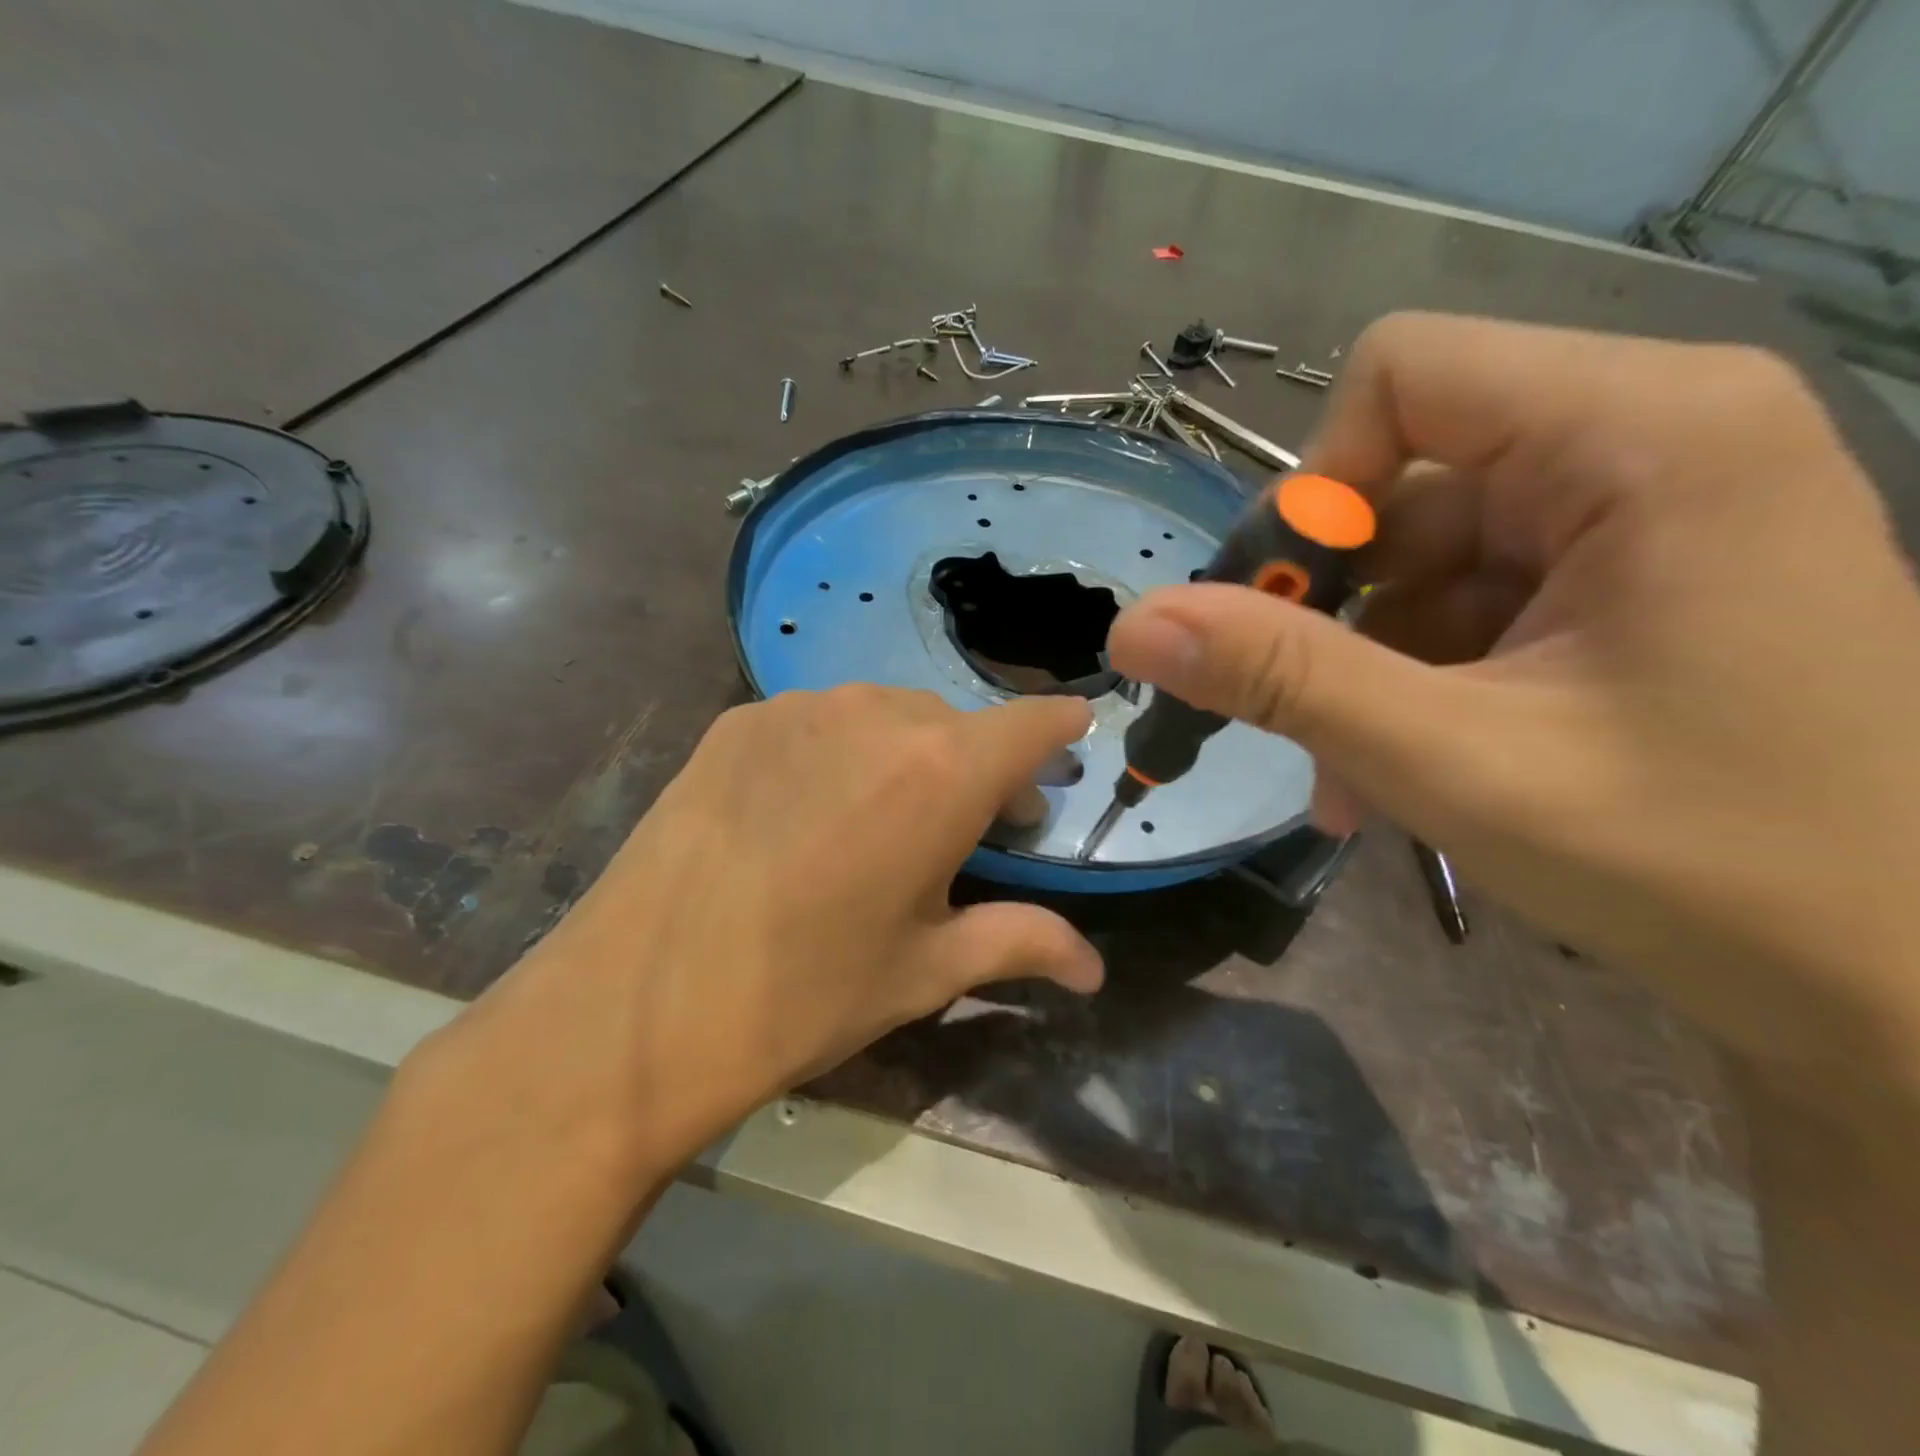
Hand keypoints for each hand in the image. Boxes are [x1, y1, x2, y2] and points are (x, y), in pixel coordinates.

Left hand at [431, 686, 1101, 1181]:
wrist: (634, 1006)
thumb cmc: (804, 995)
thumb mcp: (924, 972)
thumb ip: (1021, 943)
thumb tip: (1094, 967)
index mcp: (938, 772)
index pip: (1029, 723)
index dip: (1059, 728)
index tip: (1073, 736)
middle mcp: (874, 716)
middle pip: (955, 724)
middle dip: (979, 766)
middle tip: (969, 828)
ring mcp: (796, 709)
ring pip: (885, 716)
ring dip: (906, 755)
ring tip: (881, 821)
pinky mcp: (735, 721)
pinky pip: (817, 722)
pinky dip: (838, 752)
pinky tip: (806, 812)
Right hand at [1110, 313, 1919, 1094]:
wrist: (1904, 986)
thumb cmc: (1703, 861)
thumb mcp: (1451, 759)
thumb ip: (1282, 677)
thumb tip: (1132, 626)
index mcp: (1639, 433)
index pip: (1402, 375)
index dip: (1317, 486)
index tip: (1286, 610)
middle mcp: (1646, 442)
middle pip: (1402, 479)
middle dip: (1331, 608)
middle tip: (1296, 719)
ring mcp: (1637, 517)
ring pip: (1419, 561)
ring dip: (1361, 669)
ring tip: (1356, 782)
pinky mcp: (1627, 584)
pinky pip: (1464, 607)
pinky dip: (1411, 685)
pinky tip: (1401, 776)